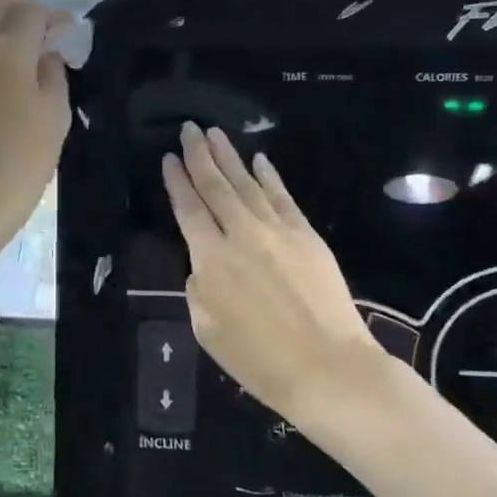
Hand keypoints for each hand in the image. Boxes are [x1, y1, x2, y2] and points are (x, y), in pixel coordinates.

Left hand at [0, 0, 70, 252]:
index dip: (53, 17)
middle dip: (22, 9)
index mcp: (6, 53)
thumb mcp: (56, 113)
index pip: (29, 11)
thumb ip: (53, 71)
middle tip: (42, 32)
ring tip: (17, 45)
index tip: (67, 33)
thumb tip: (46, 52)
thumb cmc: (25, 158)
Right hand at [163, 123, 388, 424]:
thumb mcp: (207, 330)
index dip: (177, 181)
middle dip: (200, 155)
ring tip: (215, 134)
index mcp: (211, 259)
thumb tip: (204, 265)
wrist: (328, 368)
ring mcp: (277, 231)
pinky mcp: (307, 236)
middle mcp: (241, 234)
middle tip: (190, 128)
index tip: (169, 157)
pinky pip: (283, 197)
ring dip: (230, 157)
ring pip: (247, 184)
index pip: (189, 209)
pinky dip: (269, 177)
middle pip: (216, 186)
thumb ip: (198, 289)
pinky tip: (260, 160)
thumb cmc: (259, 360)